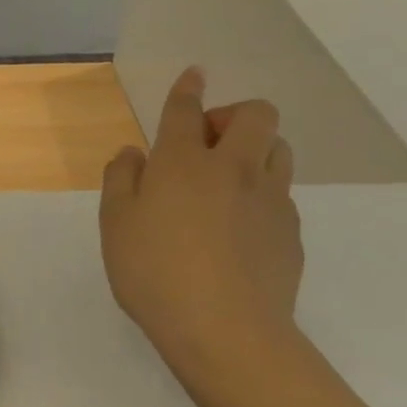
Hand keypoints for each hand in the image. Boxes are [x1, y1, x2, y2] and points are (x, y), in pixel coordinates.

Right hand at [99, 67, 302, 377]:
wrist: (226, 331)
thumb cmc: (155, 273)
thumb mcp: (115, 225)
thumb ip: (121, 179)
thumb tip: (134, 153)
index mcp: (183, 162)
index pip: (187, 110)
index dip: (189, 88)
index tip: (195, 75)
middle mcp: (233, 169)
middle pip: (256, 115)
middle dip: (234, 114)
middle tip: (208, 144)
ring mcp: (270, 200)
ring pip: (279, 149)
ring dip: (256, 149)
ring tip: (229, 179)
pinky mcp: (291, 232)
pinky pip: (282, 194)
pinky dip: (262, 193)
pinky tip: (241, 227)